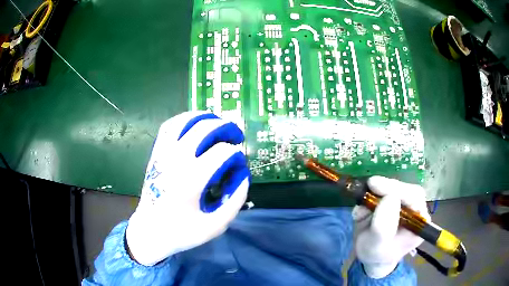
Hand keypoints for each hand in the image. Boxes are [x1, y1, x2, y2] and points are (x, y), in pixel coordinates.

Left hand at [126, 111, 249, 265]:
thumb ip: (235, 200)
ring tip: (217, 122)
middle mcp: (176, 160)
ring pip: (185, 121)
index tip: (239, 166)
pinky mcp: (156, 154)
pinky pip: (169, 126)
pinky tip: (194, 125)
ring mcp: (163, 154)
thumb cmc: (182, 231)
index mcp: (192, 180)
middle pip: (205, 128)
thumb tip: (242, 174)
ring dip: (205, 117)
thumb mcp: (215, 225)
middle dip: (226, 128)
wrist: (150, 230)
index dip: (237, 156)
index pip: (222, 153)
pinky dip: (184, 120)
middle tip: (236, 137)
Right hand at [353, 176, 429, 277]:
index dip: (396, 189)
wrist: (371, 257)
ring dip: (373, 196)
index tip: (375, 184)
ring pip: (391, 188)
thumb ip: (382, 227)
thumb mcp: (376, 246)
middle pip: (404, 189)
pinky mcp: (393, 199)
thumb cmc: (376, 254)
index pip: (414, 196)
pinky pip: (381, 192)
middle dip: (384, 189)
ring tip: (360, 215)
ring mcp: (405, 203)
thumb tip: (388, 198)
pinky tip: (360, 214)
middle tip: (368, 187)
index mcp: (420, 222)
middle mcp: (416, 209)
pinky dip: (368, 199)